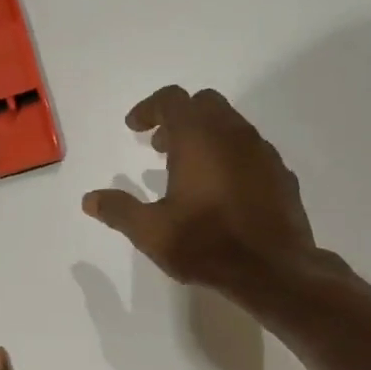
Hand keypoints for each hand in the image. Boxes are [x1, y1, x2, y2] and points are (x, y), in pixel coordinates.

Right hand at [81, 86, 322, 300]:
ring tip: (188, 169)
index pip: (171, 100)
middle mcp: (233, 134)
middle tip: (159, 146)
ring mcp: (262, 152)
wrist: (272, 269)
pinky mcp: (280, 173)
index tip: (134, 128)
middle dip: (178, 118)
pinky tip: (222, 189)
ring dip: (205, 136)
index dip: (148, 109)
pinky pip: (250, 150)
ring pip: (231, 124)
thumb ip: (119, 211)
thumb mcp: (151, 232)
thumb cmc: (206, 244)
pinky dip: (229, 156)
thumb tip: (90, 200)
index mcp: (198, 138)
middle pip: (204, 103)